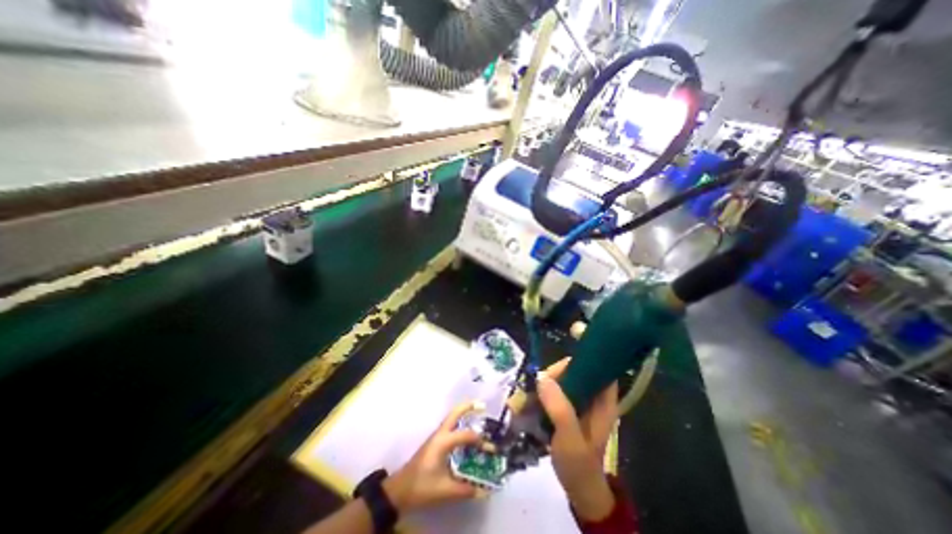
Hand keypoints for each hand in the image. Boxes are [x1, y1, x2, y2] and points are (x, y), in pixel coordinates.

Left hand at [381, 401, 491, 512]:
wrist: (399, 490)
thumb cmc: (421, 486)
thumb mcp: (444, 490)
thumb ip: (465, 489)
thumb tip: (484, 490)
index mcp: (442, 442)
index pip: (465, 435)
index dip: (479, 441)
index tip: (491, 449)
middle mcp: (440, 434)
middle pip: (455, 413)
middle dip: (468, 407)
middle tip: (482, 405)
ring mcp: (436, 436)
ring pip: (452, 418)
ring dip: (464, 413)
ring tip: (478, 412)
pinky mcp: (435, 442)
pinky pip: (450, 426)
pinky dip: (460, 423)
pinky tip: (466, 431)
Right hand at [535, 360, 617, 521]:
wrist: (578, 489)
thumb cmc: (579, 465)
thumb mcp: (571, 439)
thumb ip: (559, 408)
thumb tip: (542, 378)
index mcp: (602, 401)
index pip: (595, 368)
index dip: (578, 363)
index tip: (556, 371)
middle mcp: (591, 396)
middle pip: (574, 371)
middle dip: (554, 375)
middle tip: (537, 388)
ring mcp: (578, 402)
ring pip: (561, 380)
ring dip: (544, 385)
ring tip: (529, 397)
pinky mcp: (567, 408)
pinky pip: (553, 391)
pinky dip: (541, 394)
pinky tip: (530, 402)